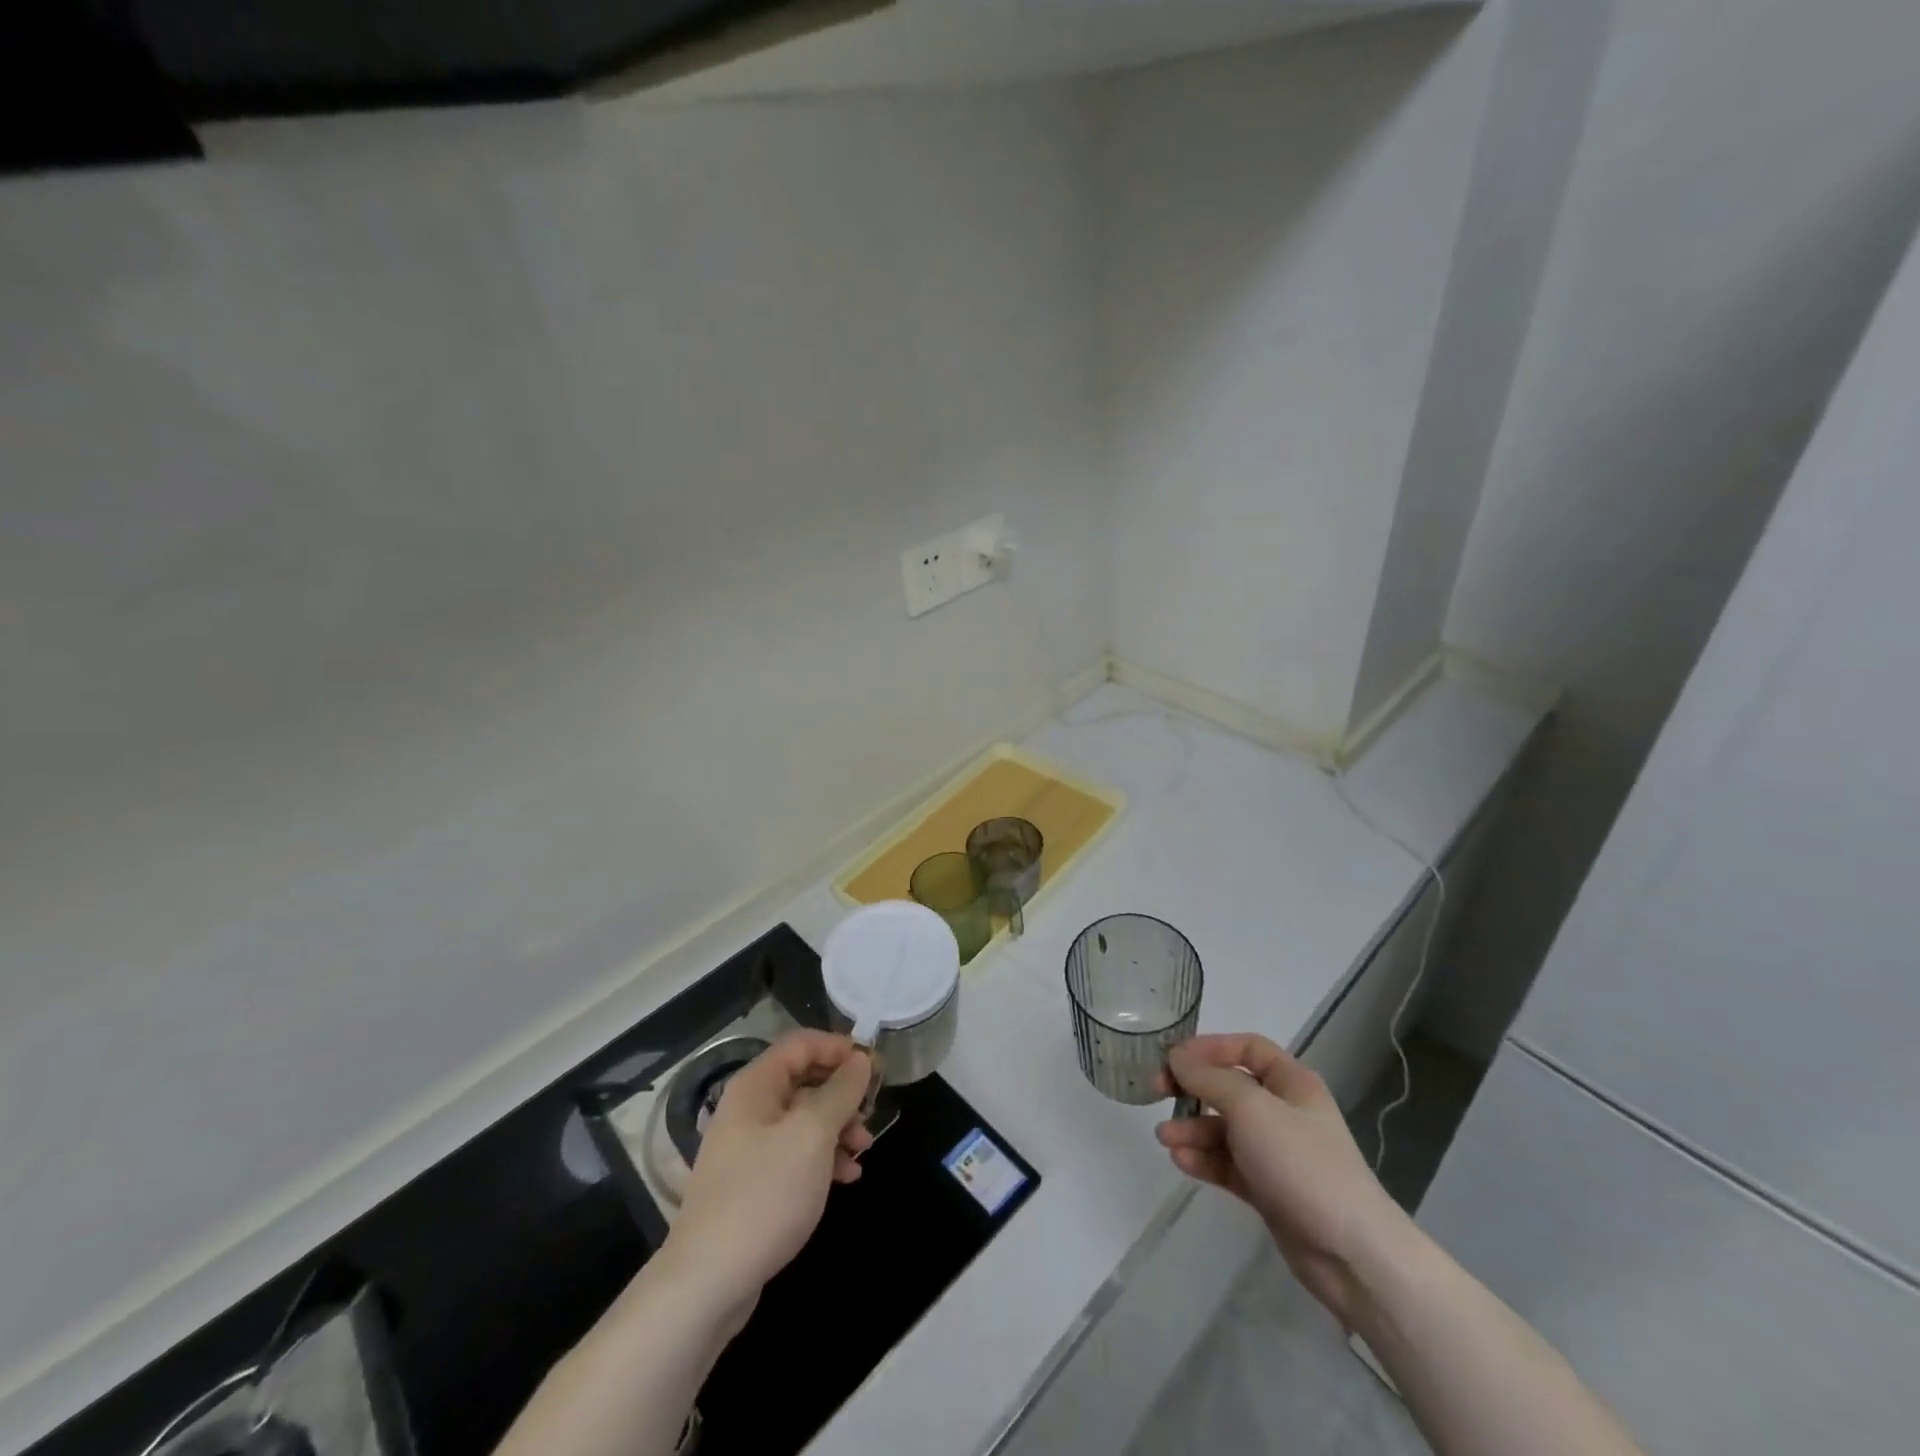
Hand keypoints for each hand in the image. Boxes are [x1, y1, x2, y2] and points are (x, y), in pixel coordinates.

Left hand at [658, 1030, 873, 1319]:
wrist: (707, 1282)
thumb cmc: (764, 1195)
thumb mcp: (812, 1135)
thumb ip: (841, 1091)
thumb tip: (861, 1060)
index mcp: (756, 1085)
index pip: (802, 1043)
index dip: (839, 1048)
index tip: (874, 1067)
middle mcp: (749, 1108)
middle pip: (805, 1079)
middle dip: (842, 1093)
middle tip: (872, 1113)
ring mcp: (749, 1146)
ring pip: (804, 1118)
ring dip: (838, 1127)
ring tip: (863, 1151)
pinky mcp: (754, 1182)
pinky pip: (796, 1152)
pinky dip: (823, 1157)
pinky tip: (847, 1177)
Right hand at [1157, 1033, 1412, 1328]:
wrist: (1351, 1253)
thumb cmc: (1302, 1163)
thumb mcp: (1251, 1108)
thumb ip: (1209, 1079)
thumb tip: (1177, 1058)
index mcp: (1291, 1082)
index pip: (1247, 1048)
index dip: (1210, 1047)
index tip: (1174, 1058)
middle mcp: (1284, 1111)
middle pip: (1230, 1087)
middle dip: (1193, 1089)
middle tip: (1157, 1091)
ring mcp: (1277, 1152)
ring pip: (1224, 1128)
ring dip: (1192, 1129)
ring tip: (1164, 1139)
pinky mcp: (1269, 1189)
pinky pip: (1228, 1163)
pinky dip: (1205, 1159)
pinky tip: (1181, 1162)